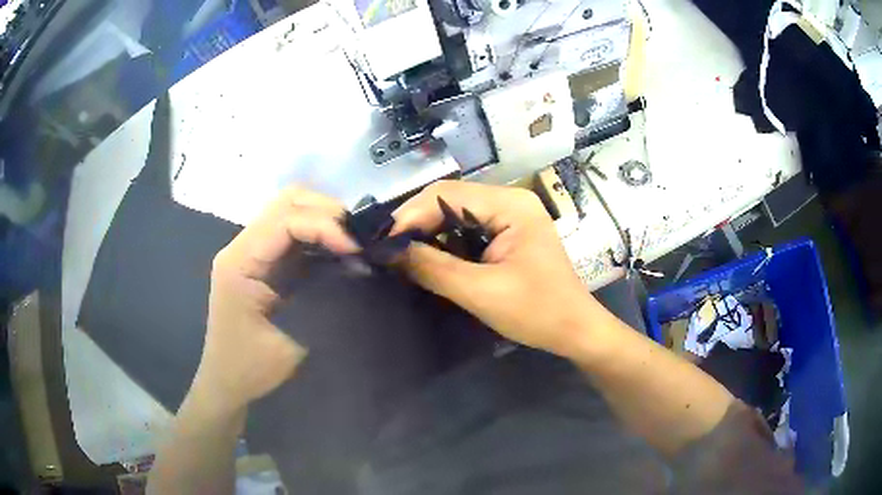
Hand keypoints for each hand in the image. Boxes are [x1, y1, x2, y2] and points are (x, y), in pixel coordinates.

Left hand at [196, 187, 359, 412]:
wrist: (226, 381)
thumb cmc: (252, 368)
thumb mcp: (292, 342)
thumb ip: (324, 301)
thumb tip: (358, 269)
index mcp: (240, 263)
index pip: (285, 220)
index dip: (324, 226)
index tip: (356, 249)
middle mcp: (241, 246)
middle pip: (286, 201)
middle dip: (327, 212)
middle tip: (357, 239)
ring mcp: (249, 250)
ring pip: (289, 209)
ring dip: (323, 218)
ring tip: (350, 242)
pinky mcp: (260, 260)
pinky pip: (290, 230)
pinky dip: (317, 232)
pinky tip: (336, 250)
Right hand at [392, 181, 593, 357]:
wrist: (576, 331)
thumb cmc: (537, 312)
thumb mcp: (480, 291)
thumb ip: (432, 268)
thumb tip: (387, 252)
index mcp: (510, 205)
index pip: (446, 195)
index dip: (409, 215)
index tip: (382, 243)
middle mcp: (510, 200)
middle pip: (450, 200)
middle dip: (416, 223)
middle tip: (387, 250)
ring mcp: (510, 216)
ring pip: (455, 215)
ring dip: (427, 233)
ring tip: (400, 254)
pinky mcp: (508, 234)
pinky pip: (467, 230)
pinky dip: (444, 242)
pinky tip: (427, 257)